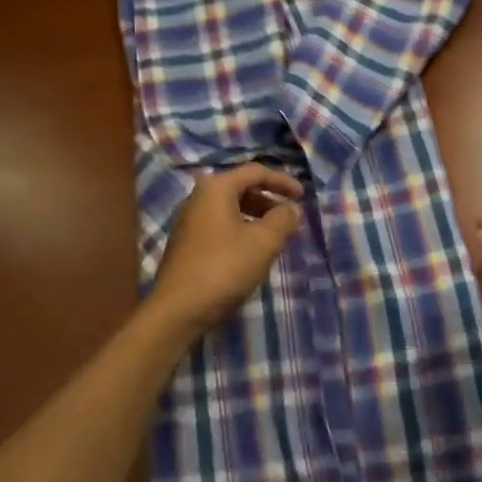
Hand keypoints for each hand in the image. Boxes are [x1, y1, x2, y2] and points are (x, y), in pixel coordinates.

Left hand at [149, 164, 304, 338]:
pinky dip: (241, 230)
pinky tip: (251, 252)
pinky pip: (220, 225)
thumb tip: (291, 208)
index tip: (303, 197)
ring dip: (256, 217)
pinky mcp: (186, 243)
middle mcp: (199, 197)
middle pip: (241, 188)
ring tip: (274, 237)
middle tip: (289, 217)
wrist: (178, 309)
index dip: (283, 181)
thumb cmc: (224, 267)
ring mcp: (189, 221)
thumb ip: (283, 219)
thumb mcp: (264, 242)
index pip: (256, 172)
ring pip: (230, 208)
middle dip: (269, 200)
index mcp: (216, 188)